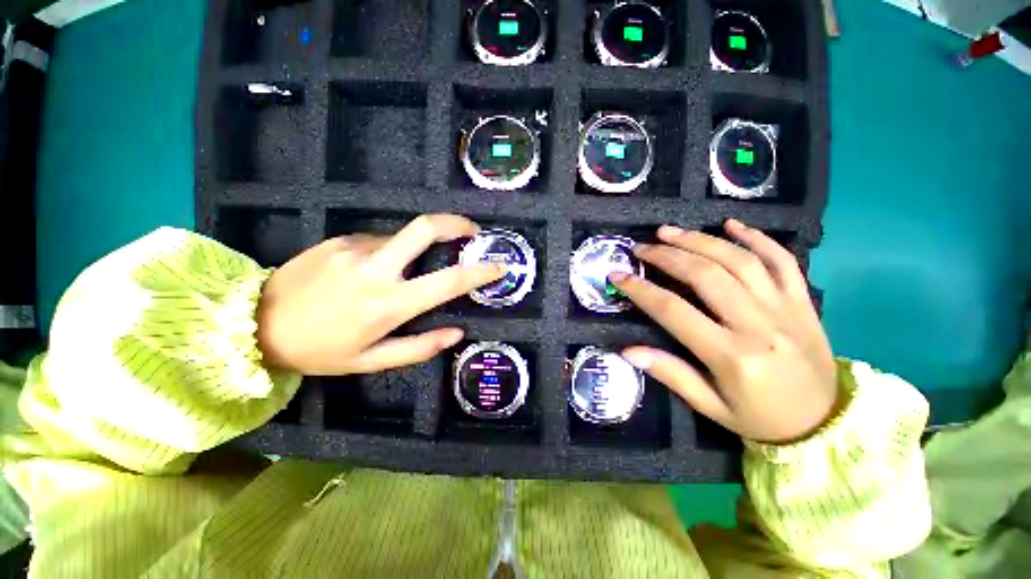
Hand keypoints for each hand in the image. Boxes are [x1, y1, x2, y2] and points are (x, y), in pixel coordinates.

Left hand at [256, 214, 504, 375]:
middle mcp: (376, 268)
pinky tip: (367, 271)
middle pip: (425, 228)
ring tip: (397, 273)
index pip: (448, 281)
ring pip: (401, 238)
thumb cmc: (319, 350)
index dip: (480, 272)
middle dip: (455, 224)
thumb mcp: (371, 361)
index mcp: (389, 303)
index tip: (500, 266)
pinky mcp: (338, 239)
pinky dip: (386, 252)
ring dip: (413, 251)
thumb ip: (419, 347)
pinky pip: (377, 241)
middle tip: (471, 231)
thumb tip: (457, 333)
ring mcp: (354, 248)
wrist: (254, 324)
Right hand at [611, 220, 838, 443]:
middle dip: (667, 256)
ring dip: (700, 240)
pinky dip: (756, 237)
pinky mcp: (802, 300)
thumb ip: (671, 374)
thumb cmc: (760, 418)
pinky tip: (730, 224)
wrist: (825, 422)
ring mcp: (784, 307)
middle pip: (706, 276)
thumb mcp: (711, 407)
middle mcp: (758, 324)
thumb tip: (628, 351)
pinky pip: (781, 259)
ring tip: (669, 231)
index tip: (618, 275)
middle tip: (641, 248)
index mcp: (731, 355)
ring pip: (739, 260)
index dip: (641, 290)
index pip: (673, 311)